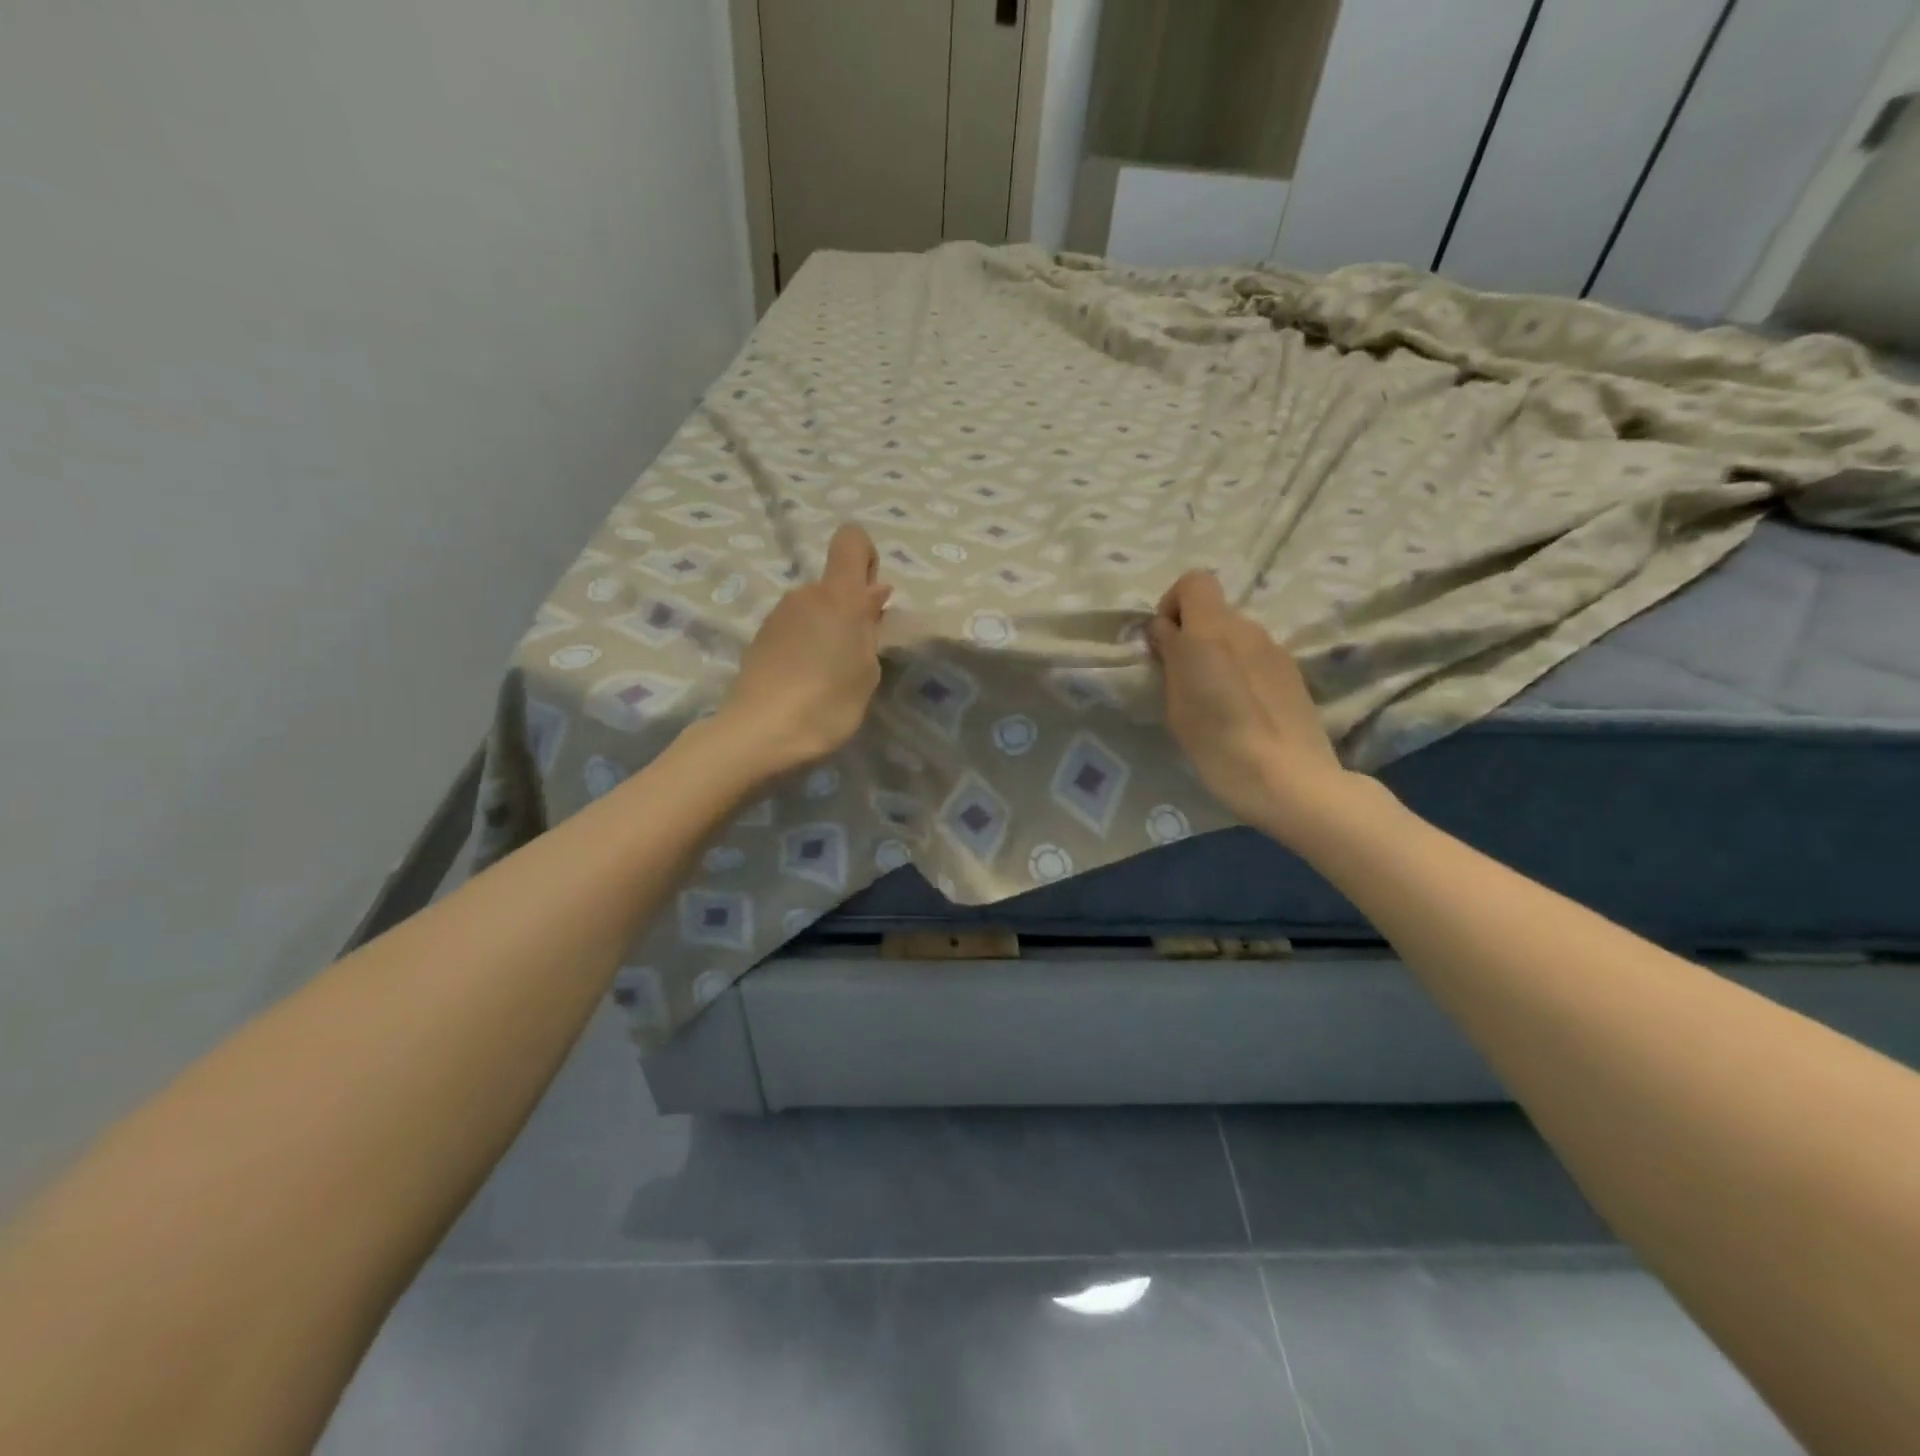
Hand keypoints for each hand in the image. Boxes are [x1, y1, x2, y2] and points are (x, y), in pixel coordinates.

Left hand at [715, 524, 892, 774]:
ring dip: (826, 631)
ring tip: (829, 677)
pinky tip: (805, 683)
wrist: (761, 732)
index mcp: (837, 594)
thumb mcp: (867, 669)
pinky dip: (804, 646)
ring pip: (813, 609)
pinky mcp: (759, 639)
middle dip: (850, 610)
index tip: (872, 600)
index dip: (867, 559)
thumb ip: (871, 626)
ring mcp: (777, 615)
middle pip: (833, 584)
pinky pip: (793, 630)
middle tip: (856, 657)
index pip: (851, 539)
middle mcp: (804, 594)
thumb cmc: (828, 701)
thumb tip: (874, 592)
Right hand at [1149, 570, 1352, 836]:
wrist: (1290, 780)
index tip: (1165, 642)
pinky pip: (1257, 658)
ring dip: (1218, 655)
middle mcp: (1247, 630)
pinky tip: (1243, 711)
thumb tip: (1165, 630)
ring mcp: (1275, 650)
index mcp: (1212, 631)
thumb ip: (1170, 657)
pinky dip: (1242, 672)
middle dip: (1193, 635)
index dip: (1174, 603)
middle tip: (1183, 680)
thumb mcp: (1177, 703)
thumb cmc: (1218, 744)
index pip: (1195, 581)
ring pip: (1236, 636)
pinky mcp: (1293, 673)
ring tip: (1214, 701)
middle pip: (1214, 612)